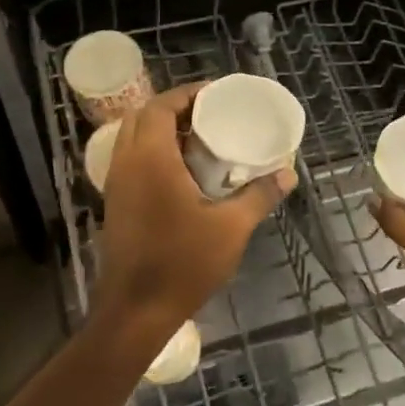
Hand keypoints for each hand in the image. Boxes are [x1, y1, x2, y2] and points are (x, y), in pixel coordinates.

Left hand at [96, 83, 294, 352]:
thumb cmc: (183, 264)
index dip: (186, 94)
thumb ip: (259, 196)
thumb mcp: (231, 228)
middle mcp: (127, 163)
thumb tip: (289, 174)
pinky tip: (182, 171)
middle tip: (208, 114)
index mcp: (151, 159)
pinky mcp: (115, 203)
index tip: (215, 94)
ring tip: (199, 137)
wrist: (135, 311)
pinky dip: (153, 152)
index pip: (160, 106)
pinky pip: (131, 160)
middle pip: (142, 116)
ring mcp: (116, 184)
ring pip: (133, 138)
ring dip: (161, 129)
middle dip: (173, 108)